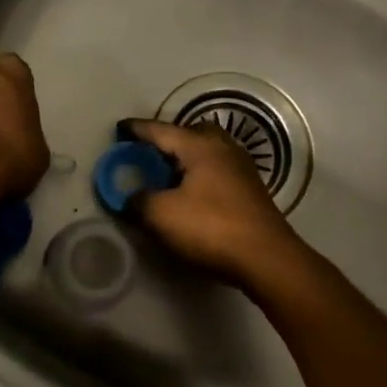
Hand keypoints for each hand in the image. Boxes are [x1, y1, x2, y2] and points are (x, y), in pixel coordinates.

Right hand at [120, 118, 308, 287]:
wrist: (266, 258)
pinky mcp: (251, 188)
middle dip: (168, 139)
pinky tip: (192, 192)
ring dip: (186, 157)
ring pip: (207, 150)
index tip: (119, 128)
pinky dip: (200, 173)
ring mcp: (241, 167)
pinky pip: (218, 169)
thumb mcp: (161, 216)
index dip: (136, 129)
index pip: (159, 130)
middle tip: (148, 152)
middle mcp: (223, 147)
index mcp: (199, 145)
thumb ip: (138, 201)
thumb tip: (131, 199)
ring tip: (168, 174)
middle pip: (190, 132)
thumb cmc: (210, 228)